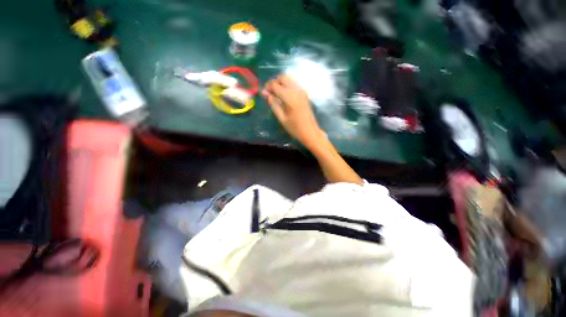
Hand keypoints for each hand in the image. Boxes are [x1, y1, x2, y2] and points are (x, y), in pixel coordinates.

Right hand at [262, 75, 323, 147]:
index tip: (264, 93)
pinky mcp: (305, 93)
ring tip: (277, 94)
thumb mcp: (281, 118)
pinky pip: (294, 83)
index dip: (267, 87)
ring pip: (289, 79)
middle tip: (270, 93)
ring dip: (281, 83)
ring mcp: (302, 90)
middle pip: (283, 77)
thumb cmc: (294, 127)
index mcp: (289, 96)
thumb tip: (265, 93)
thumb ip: (273, 104)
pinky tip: (285, 96)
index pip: (275, 84)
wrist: (310, 131)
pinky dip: (287, 85)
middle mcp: (296, 90)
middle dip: (274, 82)